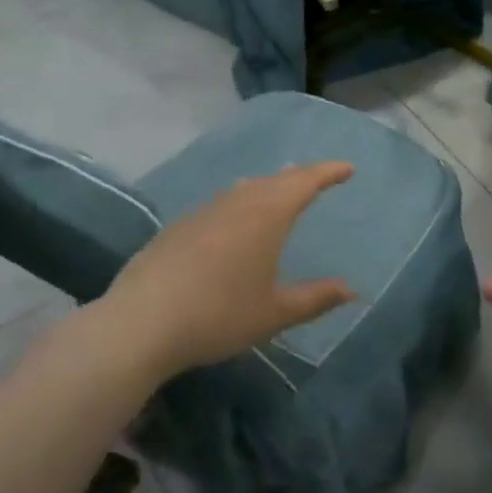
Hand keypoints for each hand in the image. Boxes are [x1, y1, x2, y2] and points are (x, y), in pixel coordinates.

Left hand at [56, 162, 357, 391]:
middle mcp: (235, 205)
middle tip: (316, 178)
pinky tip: (231, 220)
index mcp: (265, 217)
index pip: (304, 183)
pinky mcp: (176, 230)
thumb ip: (315, 298)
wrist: (140, 324)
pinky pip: (219, 204)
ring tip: (275, 189)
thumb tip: (351, 290)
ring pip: (242, 190)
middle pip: (273, 181)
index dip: (327, 173)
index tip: (347, 168)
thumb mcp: (274, 313)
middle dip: (299, 177)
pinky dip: (238, 202)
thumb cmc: (219, 315)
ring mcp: (201, 214)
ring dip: (265, 186)